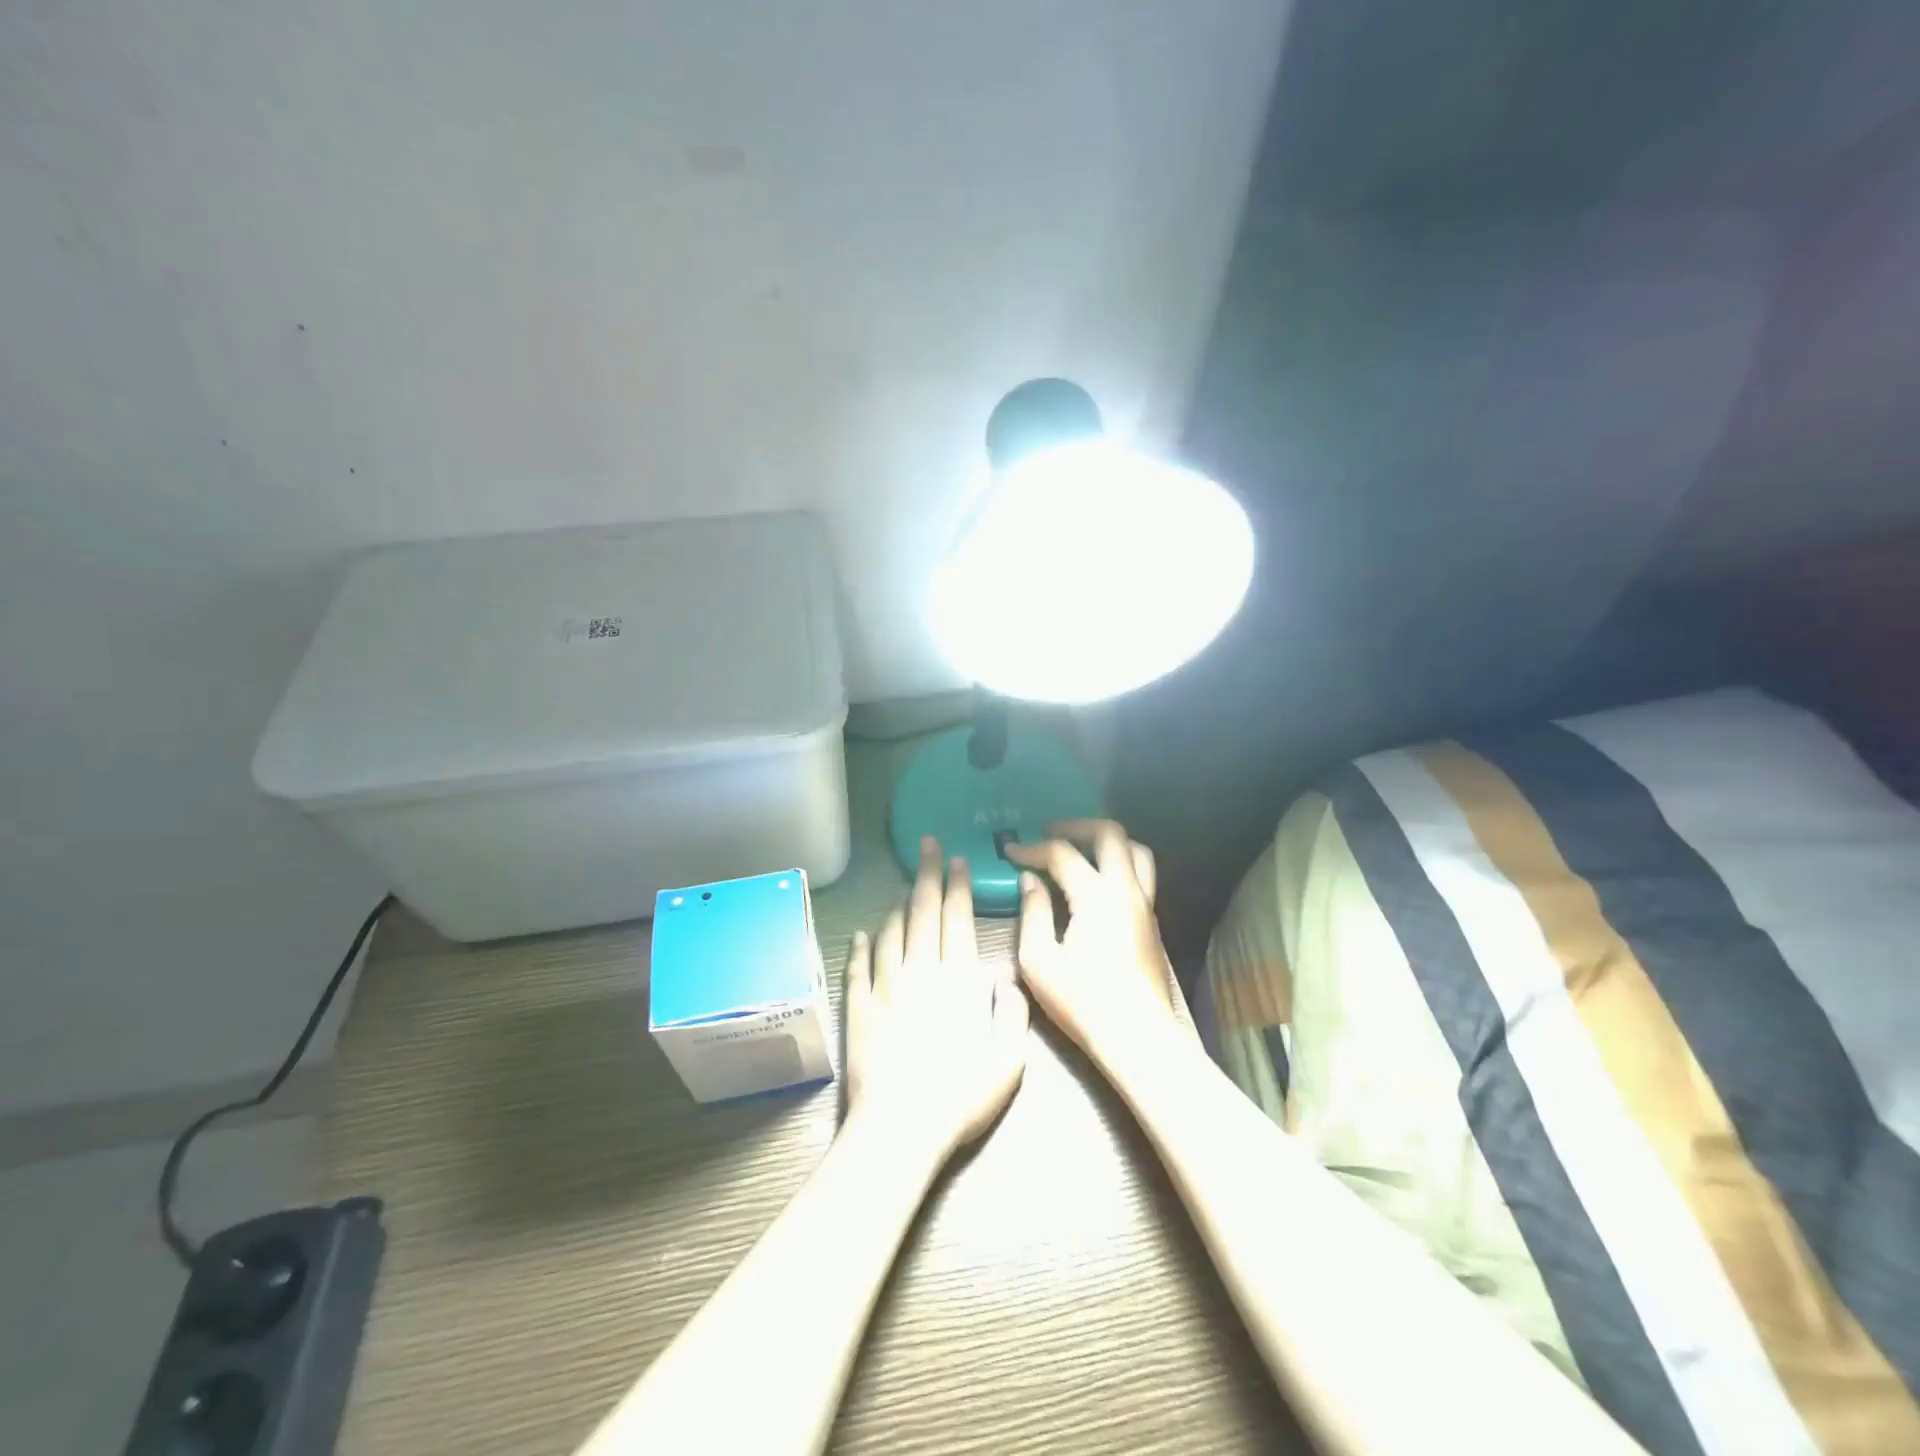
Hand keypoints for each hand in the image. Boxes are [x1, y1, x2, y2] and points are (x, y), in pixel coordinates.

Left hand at [843, 836, 1029, 1160]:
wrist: (901, 1128)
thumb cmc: (961, 1097)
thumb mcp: (1009, 1061)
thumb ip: (1012, 1013)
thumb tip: (1004, 978)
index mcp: (959, 981)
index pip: (958, 920)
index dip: (958, 887)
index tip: (957, 860)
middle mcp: (922, 973)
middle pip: (923, 913)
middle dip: (928, 875)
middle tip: (927, 845)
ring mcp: (886, 988)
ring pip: (891, 933)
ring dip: (899, 906)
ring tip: (904, 886)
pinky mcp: (859, 1008)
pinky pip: (858, 967)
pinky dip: (860, 946)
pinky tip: (862, 932)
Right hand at [1007, 820, 1179, 1071]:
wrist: (1138, 1037)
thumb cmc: (1083, 1002)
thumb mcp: (1039, 961)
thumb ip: (1033, 913)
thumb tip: (1030, 881)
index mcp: (1097, 896)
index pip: (1062, 854)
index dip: (1032, 848)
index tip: (1010, 851)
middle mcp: (1127, 890)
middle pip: (1110, 834)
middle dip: (1076, 826)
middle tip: (1050, 832)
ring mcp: (1145, 904)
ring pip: (1135, 850)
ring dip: (1106, 841)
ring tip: (1079, 849)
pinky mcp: (1152, 921)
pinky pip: (1140, 873)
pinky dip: (1117, 862)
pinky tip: (1095, 881)